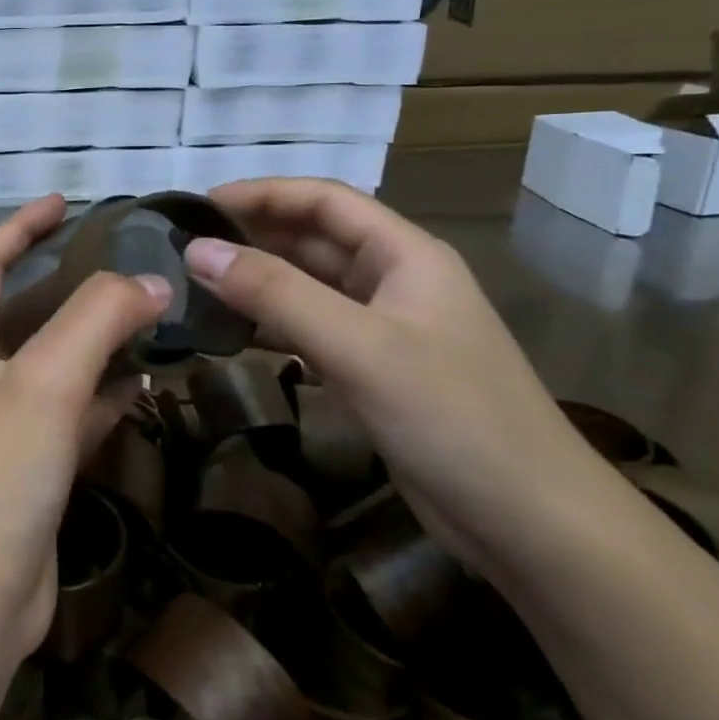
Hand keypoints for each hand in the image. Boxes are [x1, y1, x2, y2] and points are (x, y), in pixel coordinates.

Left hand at [0, 195, 170, 664]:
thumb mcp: (45, 381)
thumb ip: (96, 319)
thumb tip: (151, 281)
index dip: (21, 227)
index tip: (65, 201)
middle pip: (27, 312)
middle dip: (70, 283)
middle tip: (128, 262)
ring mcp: (7, 426)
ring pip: (57, 364)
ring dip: (97, 339)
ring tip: (151, 314)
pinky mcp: (35, 470)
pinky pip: (75, 415)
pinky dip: (106, 395)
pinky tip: (145, 384)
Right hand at [182, 179, 610, 575]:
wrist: (533, 525)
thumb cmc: (453, 418)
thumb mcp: (359, 347)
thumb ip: (276, 293)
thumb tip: (196, 249)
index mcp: (404, 255)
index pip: (323, 199)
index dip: (262, 193)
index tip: (199, 206)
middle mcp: (394, 280)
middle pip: (313, 239)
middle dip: (252, 236)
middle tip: (185, 247)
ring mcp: (384, 328)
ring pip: (308, 286)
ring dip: (257, 281)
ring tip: (196, 286)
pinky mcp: (373, 371)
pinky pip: (310, 330)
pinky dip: (271, 325)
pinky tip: (233, 334)